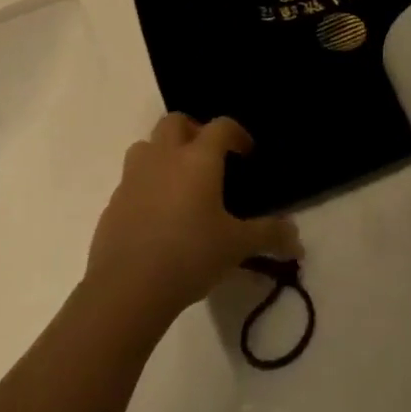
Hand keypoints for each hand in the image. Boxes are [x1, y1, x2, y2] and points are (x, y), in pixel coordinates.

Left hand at [86, 113, 299, 320]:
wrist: (126, 290)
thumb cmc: (189, 256)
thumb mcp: (237, 247)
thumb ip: (269, 236)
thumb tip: (298, 240)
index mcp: (198, 158)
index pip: (221, 126)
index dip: (237, 134)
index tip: (246, 153)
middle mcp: (164, 157)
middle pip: (176, 121)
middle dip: (194, 130)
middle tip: (209, 157)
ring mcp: (133, 177)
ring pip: (147, 145)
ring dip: (164, 151)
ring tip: (179, 180)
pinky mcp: (113, 202)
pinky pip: (131, 179)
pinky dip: (146, 184)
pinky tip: (157, 214)